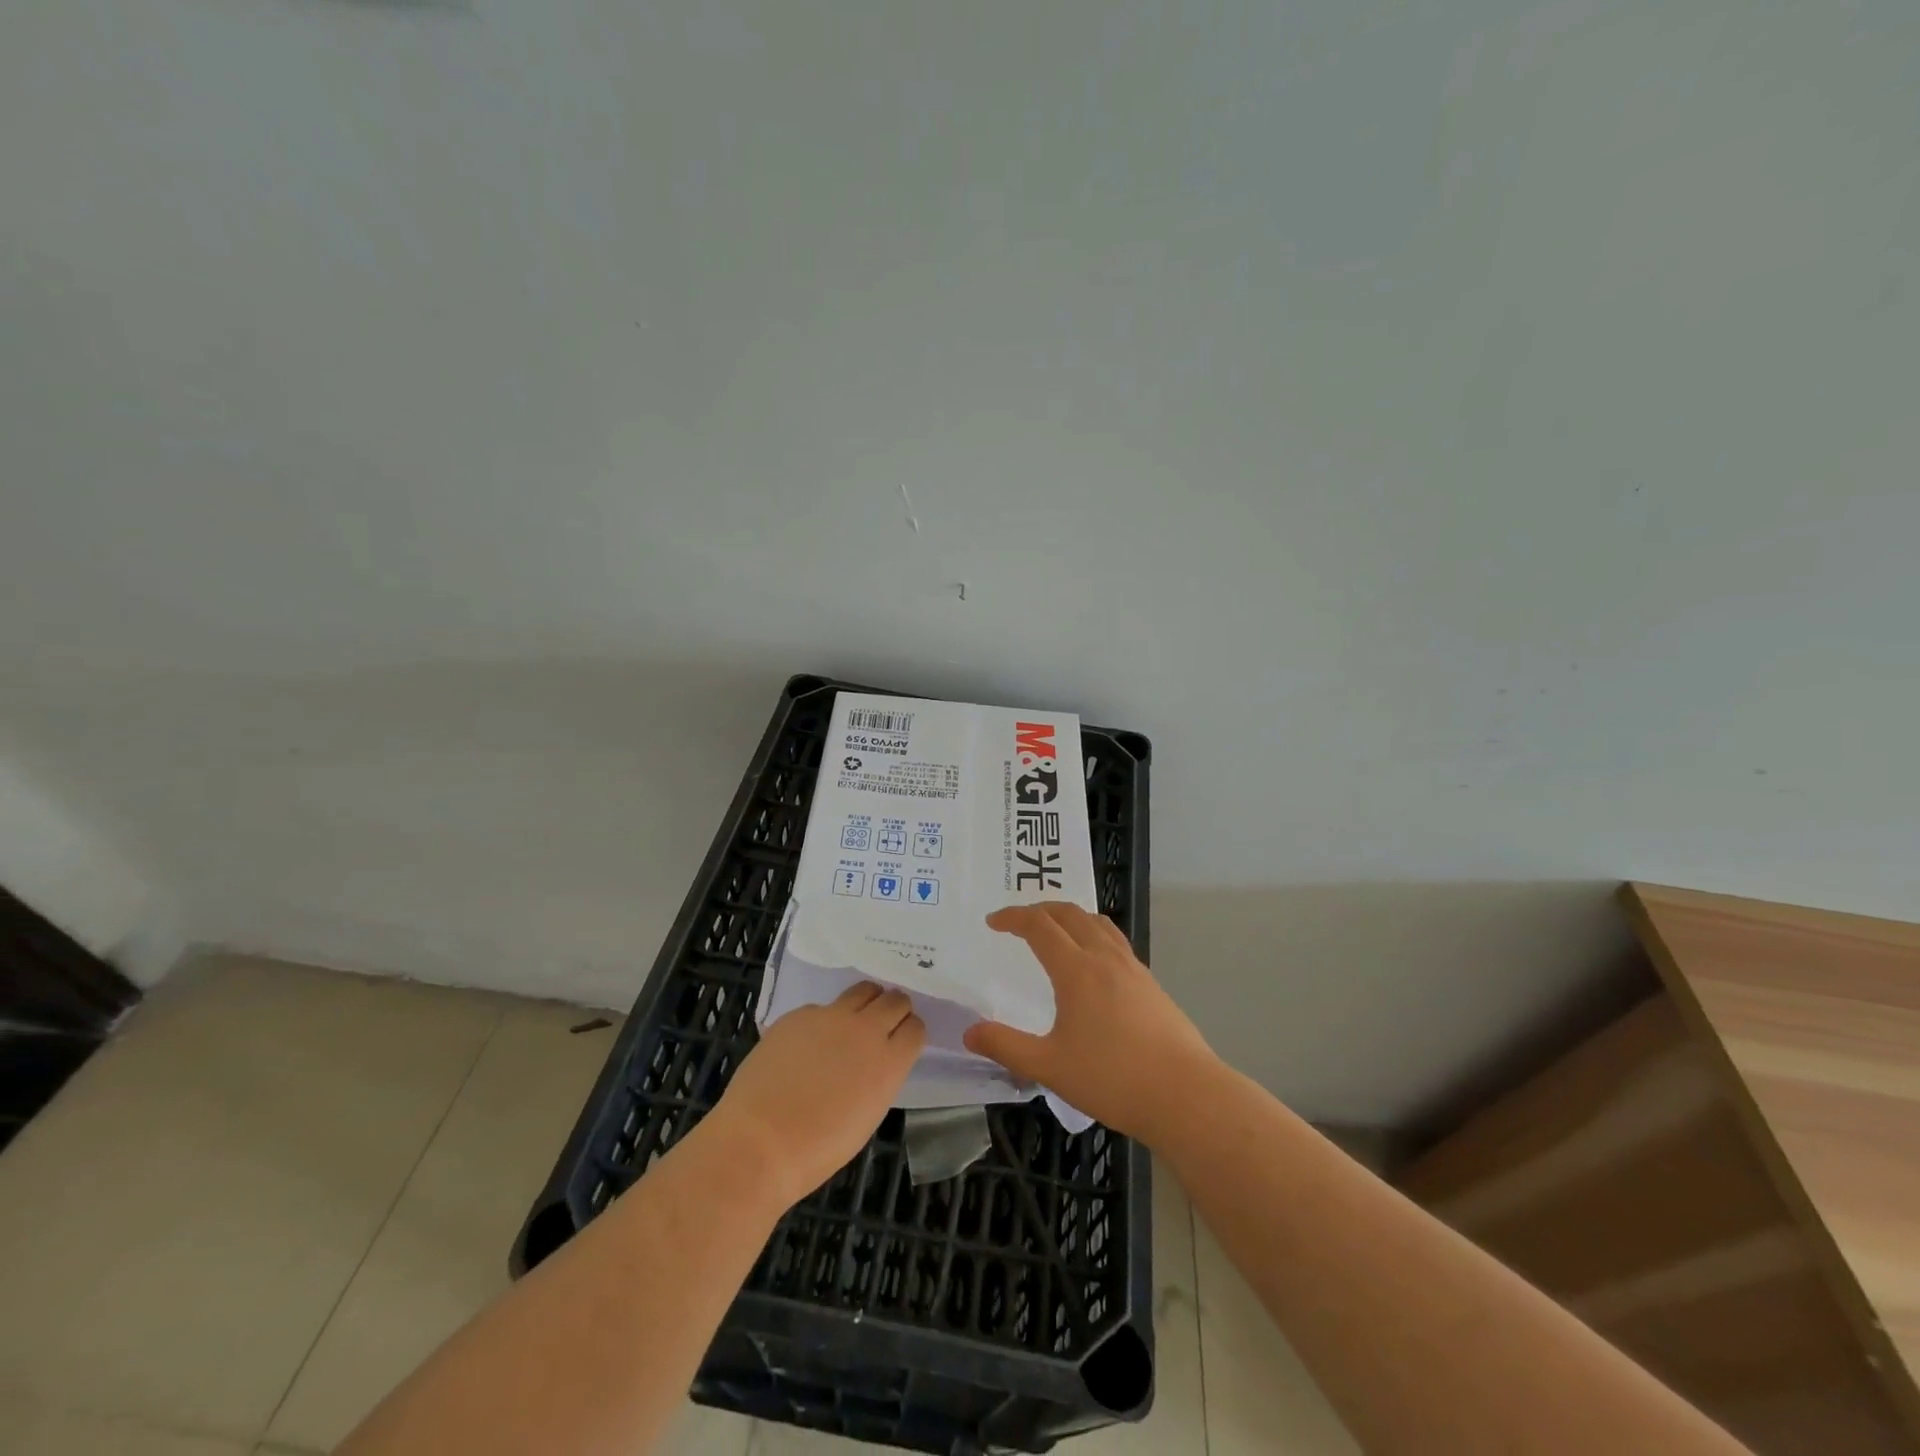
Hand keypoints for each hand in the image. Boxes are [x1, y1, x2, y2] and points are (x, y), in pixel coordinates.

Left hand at [713, 983, 924, 1206]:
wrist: (760, 1142)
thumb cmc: (818, 1148)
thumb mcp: (867, 1115)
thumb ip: (879, 1078)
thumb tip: (875, 1062)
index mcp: (889, 1062)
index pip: (916, 1028)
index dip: (910, 1033)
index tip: (901, 1041)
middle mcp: (866, 1030)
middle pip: (895, 1000)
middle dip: (894, 1010)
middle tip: (882, 1025)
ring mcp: (830, 1017)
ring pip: (863, 990)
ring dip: (866, 1002)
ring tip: (853, 1021)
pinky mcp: (799, 1014)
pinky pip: (822, 1008)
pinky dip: (823, 1020)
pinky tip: (806, 1046)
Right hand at [964, 902, 1215, 1145]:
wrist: (1185, 1095)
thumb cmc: (1112, 1079)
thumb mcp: (1049, 1067)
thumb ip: (1006, 1047)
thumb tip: (970, 1033)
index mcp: (1077, 969)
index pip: (1039, 925)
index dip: (1013, 917)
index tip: (993, 922)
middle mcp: (1104, 957)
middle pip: (1069, 913)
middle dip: (1040, 909)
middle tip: (1018, 921)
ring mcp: (1132, 967)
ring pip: (1097, 923)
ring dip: (1070, 916)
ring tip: (1055, 930)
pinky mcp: (1150, 983)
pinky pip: (1115, 941)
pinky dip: (1093, 933)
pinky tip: (1092, 962)